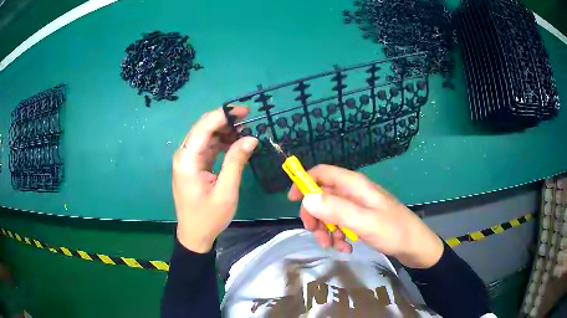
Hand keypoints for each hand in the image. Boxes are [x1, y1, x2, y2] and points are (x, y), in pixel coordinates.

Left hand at [173, 106, 257, 252]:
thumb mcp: (226, 191)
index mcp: (187, 160)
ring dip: (224, 131)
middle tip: (248, 121)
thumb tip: (251, 138)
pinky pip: (206, 146)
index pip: (203, 127)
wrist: (195, 235)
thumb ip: (236, 162)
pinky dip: (221, 142)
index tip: (245, 111)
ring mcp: (187, 159)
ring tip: (245, 133)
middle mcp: (184, 155)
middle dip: (225, 120)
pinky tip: (235, 145)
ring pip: (205, 135)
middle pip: (202, 127)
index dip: (223, 114)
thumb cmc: (209, 217)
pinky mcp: (192, 165)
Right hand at [288, 165, 443, 268]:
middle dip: (315, 215)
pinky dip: (338, 236)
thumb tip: (306, 198)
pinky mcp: (361, 219)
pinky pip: (340, 224)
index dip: (304, 182)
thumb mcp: (365, 222)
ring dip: (327, 230)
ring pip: (330, 213)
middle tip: (315, 235)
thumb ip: (337, 209)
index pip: (323, 173)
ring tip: (335, 247)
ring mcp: (357, 206)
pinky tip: (345, 248)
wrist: (415, 246)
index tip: (292, 200)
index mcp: (355, 185)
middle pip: (322, 196)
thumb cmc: (393, 231)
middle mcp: (354, 192)